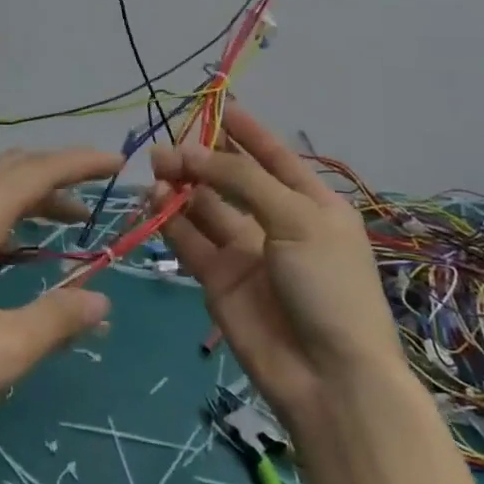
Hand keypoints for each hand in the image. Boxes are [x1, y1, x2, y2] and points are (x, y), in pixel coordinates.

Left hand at [0, 148, 119, 460]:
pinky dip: (1, 221)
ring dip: (28, 200)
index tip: (118, 164)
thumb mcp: (1, 352)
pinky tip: (12, 256)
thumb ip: (56, 321)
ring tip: (66, 222)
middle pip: (9, 172)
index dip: (80, 163)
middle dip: (56, 176)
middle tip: (95, 197)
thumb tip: (101, 302)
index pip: (37, 171)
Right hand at [150, 108, 406, 425]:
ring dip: (181, 186)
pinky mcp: (217, 279)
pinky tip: (154, 201)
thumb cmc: (329, 286)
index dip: (247, 132)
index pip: (274, 156)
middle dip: (202, 159)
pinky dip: (170, 220)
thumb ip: (242, 180)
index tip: (217, 105)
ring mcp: (245, 251)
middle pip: (232, 179)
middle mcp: (276, 222)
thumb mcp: (296, 219)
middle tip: (168, 148)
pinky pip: (190, 240)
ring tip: (157, 168)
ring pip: (205, 207)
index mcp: (311, 204)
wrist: (329, 378)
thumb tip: (191, 152)